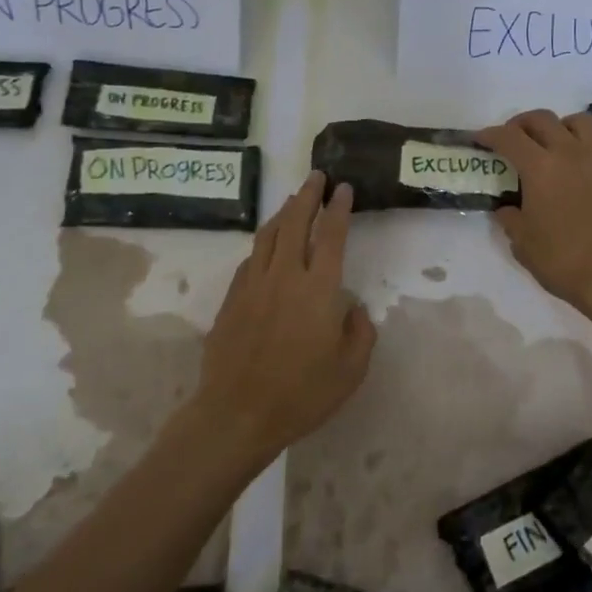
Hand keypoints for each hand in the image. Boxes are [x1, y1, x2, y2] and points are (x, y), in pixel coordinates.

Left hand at [190, 171, 375, 465]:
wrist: (237, 414)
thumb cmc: (302, 394)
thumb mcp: (351, 370)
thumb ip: (360, 333)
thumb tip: (353, 309)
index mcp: (319, 289)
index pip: (331, 235)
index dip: (339, 208)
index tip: (343, 188)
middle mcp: (285, 276)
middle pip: (295, 223)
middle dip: (307, 196)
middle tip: (316, 178)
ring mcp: (253, 285)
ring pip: (268, 236)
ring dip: (283, 213)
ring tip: (293, 200)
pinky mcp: (231, 300)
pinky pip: (250, 259)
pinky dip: (262, 243)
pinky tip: (267, 245)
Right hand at [476, 110, 591, 328]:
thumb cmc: (563, 260)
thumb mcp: (523, 243)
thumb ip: (510, 219)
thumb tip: (506, 208)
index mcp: (540, 168)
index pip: (509, 138)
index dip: (489, 134)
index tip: (479, 139)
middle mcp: (570, 152)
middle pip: (542, 119)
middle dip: (520, 124)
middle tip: (511, 138)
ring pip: (578, 121)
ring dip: (559, 126)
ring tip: (551, 143)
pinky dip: (586, 145)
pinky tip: (580, 165)